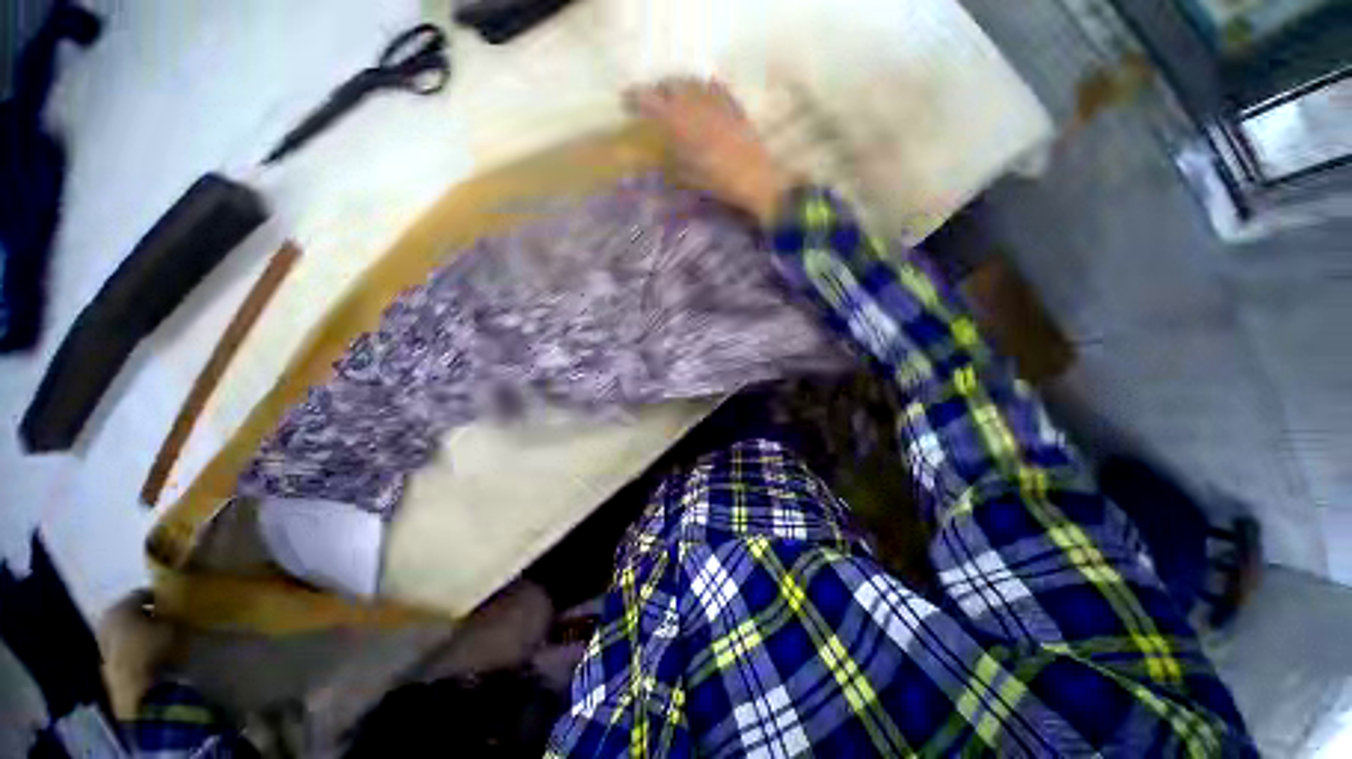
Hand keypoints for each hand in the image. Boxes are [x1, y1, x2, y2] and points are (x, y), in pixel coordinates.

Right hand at [627, 78, 790, 224]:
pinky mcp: (736, 107)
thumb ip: (673, 163)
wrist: (758, 181)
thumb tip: (661, 157)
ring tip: (674, 94)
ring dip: (680, 85)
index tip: (625, 101)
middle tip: (651, 99)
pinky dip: (705, 87)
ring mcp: (719, 104)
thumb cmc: (720, 185)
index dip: (636, 98)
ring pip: (693, 82)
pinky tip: (703, 91)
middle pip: (672, 84)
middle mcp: (698, 106)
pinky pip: (717, 89)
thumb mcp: (690, 179)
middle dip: (658, 88)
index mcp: (683, 124)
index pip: (652, 101)